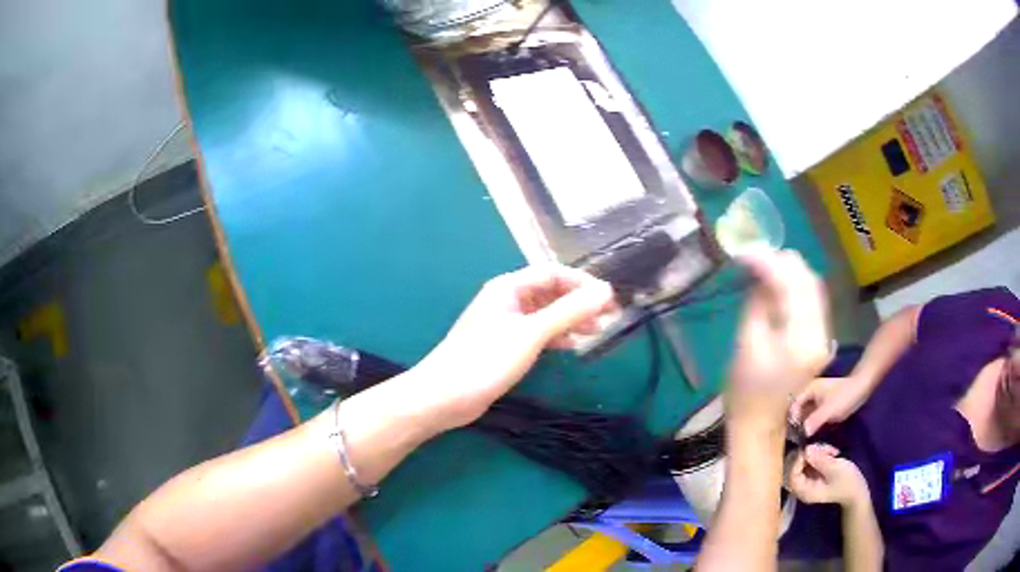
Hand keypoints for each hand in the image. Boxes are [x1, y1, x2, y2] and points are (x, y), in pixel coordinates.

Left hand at [411, 265, 616, 431]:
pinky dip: (556, 336)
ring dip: (570, 320)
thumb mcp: (532, 334)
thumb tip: (606, 291)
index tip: (610, 299)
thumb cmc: (487, 359)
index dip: (583, 283)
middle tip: (609, 319)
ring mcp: (505, 323)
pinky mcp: (504, 345)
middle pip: (550, 292)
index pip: (553, 273)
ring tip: (597, 332)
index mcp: (508, 287)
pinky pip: (537, 333)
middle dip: (580, 303)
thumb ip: (569, 311)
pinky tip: (572, 346)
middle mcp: (507, 299)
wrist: (445, 396)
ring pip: (545, 314)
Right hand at [726, 250, 830, 435]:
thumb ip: (758, 301)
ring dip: (791, 270)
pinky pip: (813, 300)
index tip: (745, 251)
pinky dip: (796, 285)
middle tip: (755, 253)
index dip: (769, 262)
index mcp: (801, 342)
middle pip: (809, 282)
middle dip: (782, 261)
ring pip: (814, 287)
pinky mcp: (821, 337)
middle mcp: (821, 335)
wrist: (760, 422)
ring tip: (765, 262)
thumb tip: (759, 269)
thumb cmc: (745, 390)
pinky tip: (779, 281)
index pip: (792, 286)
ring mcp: (824, 336)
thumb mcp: (746, 342)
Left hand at [787, 443, 868, 507]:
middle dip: (806, 454)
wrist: (857, 491)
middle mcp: (802, 487)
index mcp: (805, 491)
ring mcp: (808, 480)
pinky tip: (831, 452)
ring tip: (830, 451)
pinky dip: (819, 454)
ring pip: (802, 461)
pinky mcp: (814, 473)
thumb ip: (820, 460)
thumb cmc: (847, 482)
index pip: (790, 475)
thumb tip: (806, 450)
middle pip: (793, 467)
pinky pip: (810, 460)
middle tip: (823, 449)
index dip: (797, 460)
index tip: (810, 449)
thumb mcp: (835, 469)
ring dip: (815, 452)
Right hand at [791, 375, 869, 436]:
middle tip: (797, 440)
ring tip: (803, 441)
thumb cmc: (844, 396)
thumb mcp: (829, 410)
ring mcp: (818, 401)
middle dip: (797, 424)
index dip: (792, 419)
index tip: (793, 434)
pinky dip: (812, 426)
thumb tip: (801, 434)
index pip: (794, 405)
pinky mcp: (825, 408)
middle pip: (799, 411)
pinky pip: (814, 418)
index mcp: (809, 390)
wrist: (862, 389)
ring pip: (806, 416)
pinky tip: (812, 436)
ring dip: (805, 427)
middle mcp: (811, 394)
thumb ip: (814, 421)